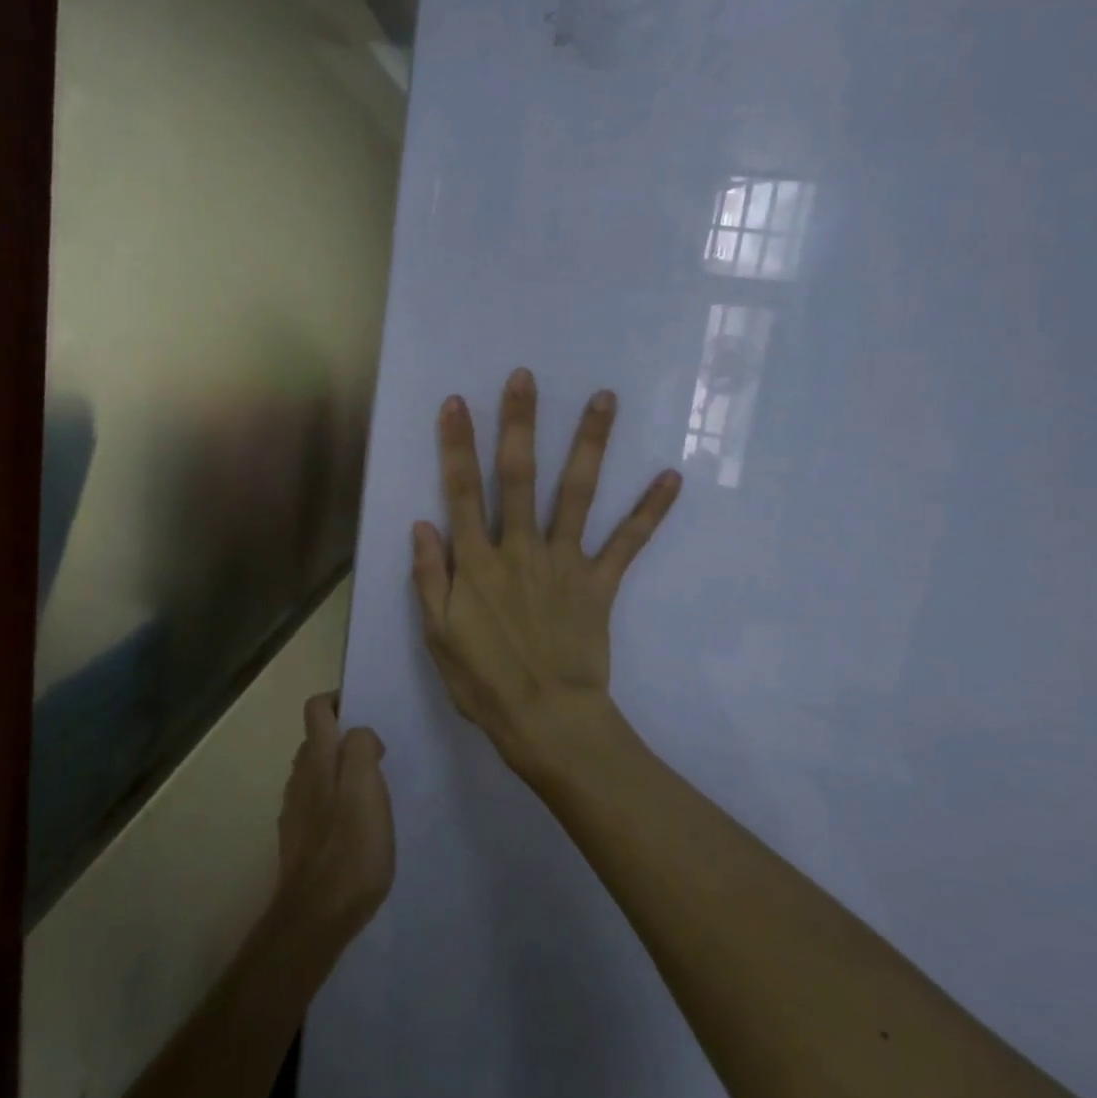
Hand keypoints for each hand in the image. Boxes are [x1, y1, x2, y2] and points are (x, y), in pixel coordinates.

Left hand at [274, 693, 395, 944]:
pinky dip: (333, 800)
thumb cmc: (350, 849)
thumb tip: (359, 734)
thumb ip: (362, 750)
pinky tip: (353, 825)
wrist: (316, 916)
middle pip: (316, 739)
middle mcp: (299, 776)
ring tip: (370, 792)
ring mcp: (294, 808)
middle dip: (343, 738)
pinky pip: (315, 802)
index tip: (365, 714)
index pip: (317, 708)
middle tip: (377, 757)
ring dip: (339, 770)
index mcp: (317, 759)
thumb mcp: (368, 790)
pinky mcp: (296, 837)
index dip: (339, 701)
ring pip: (315, 771)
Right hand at [411, 370, 679, 778]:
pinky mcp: (600, 583)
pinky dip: (650, 510)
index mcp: (477, 562)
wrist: (547, 720)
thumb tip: (424, 524)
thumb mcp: (438, 635)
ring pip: (577, 493)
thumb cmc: (484, 681)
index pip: (463, 491)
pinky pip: (628, 542)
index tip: (458, 403)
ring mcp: (564, 562)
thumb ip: (431, 577)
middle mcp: (520, 549)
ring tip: (604, 399)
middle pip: (519, 476)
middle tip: (525, 377)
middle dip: (520, 423)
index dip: (457, 445)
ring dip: (590, 444)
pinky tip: (672, 476)